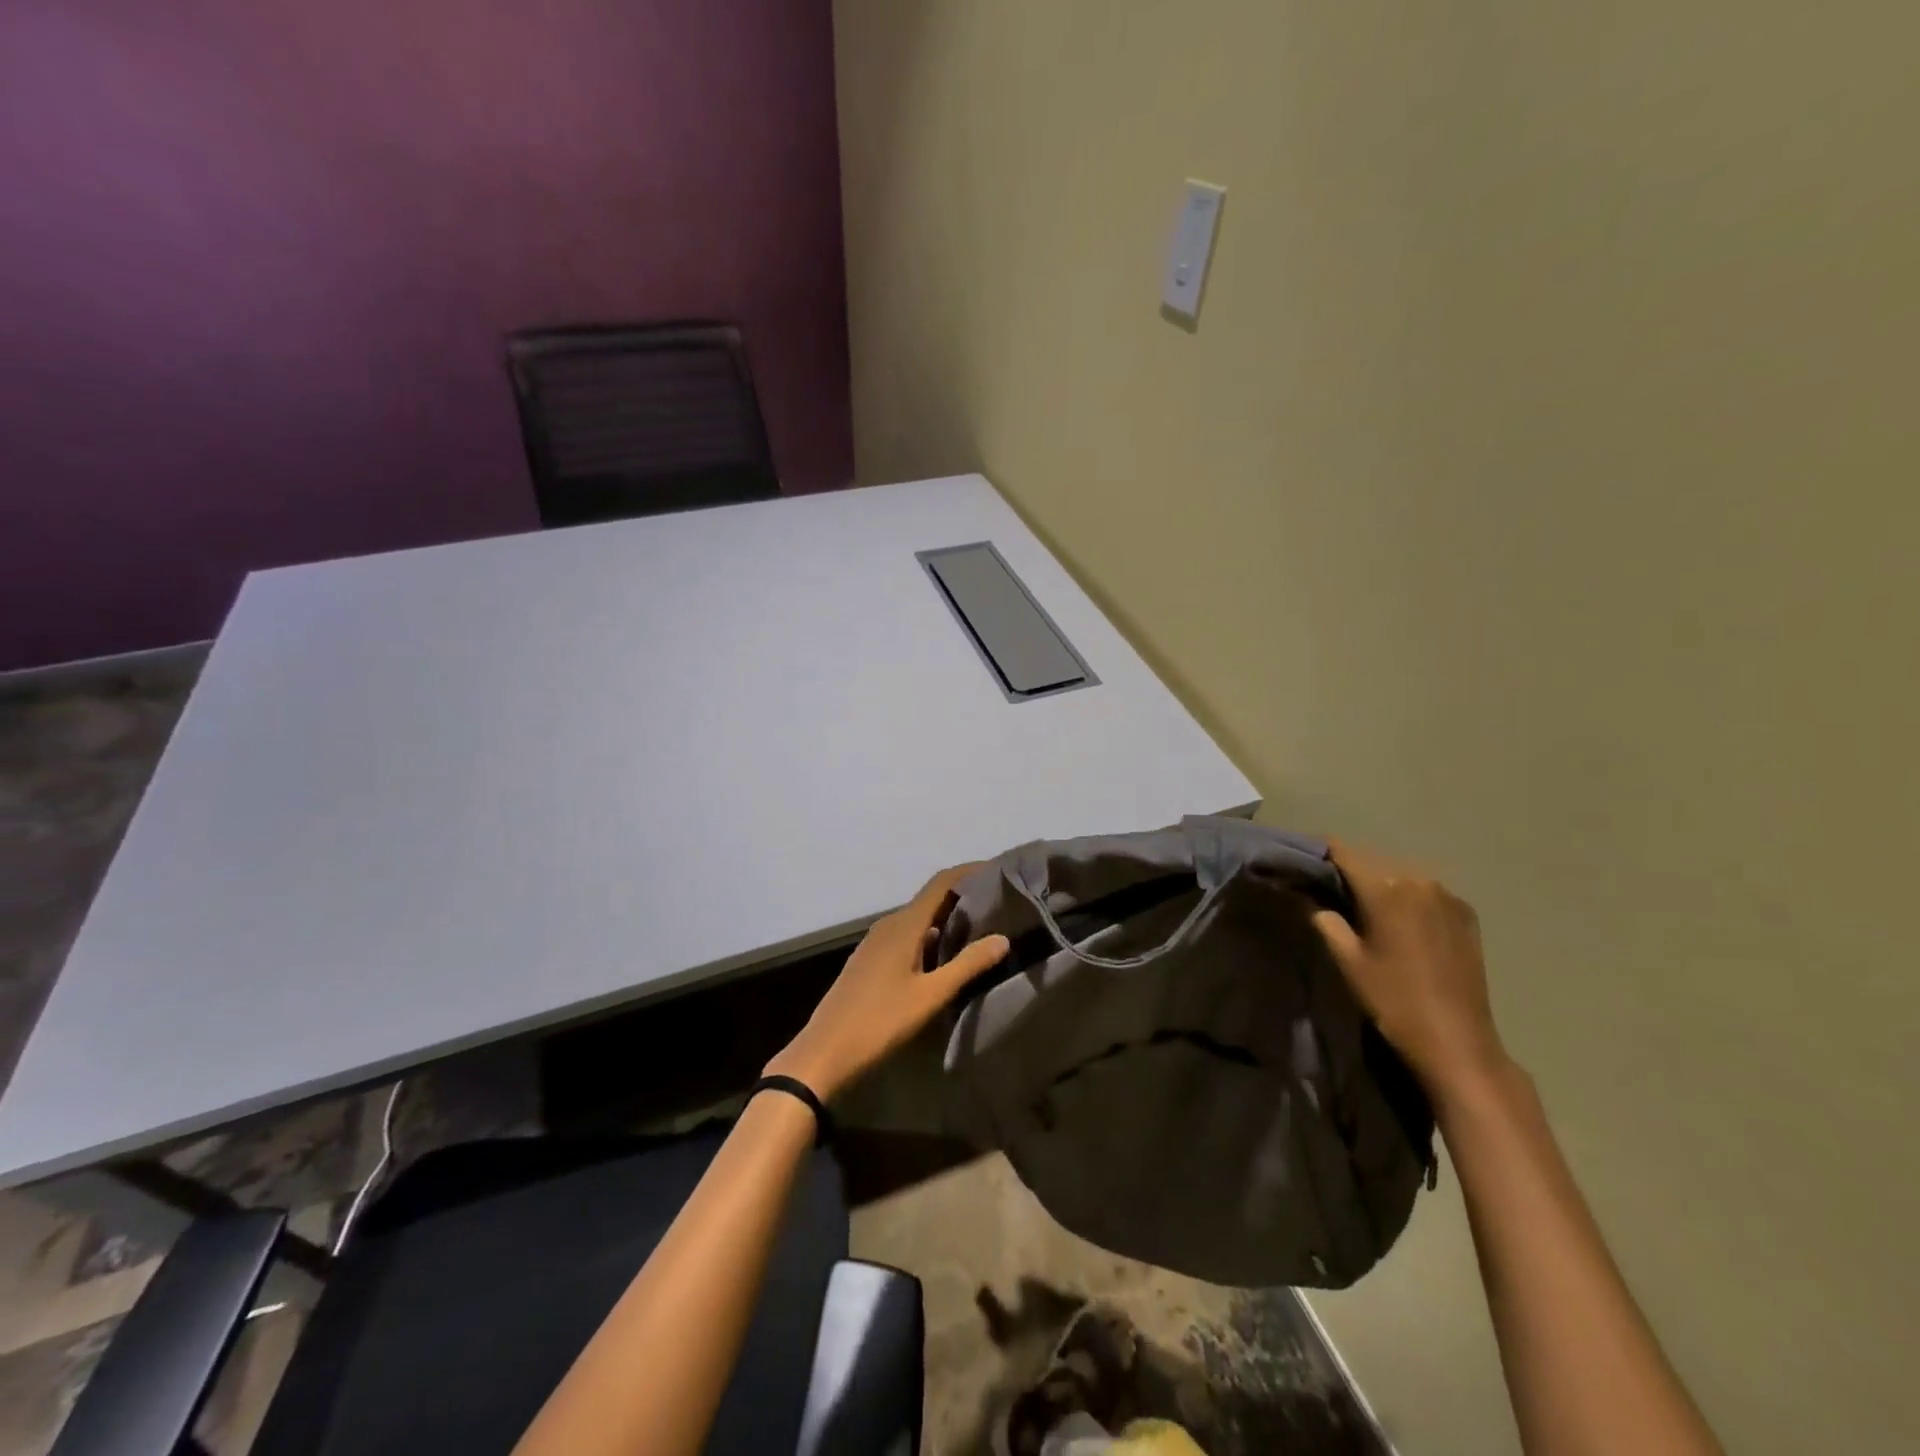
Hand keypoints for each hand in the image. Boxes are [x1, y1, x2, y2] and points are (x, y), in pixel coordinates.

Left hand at [764, 865, 1010, 1099]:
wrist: (825, 1052)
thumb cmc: (881, 1021)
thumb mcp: (931, 996)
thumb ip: (968, 965)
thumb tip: (1003, 937)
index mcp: (904, 924)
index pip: (941, 883)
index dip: (970, 871)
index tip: (999, 871)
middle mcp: (889, 925)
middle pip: (931, 899)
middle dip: (964, 896)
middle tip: (1000, 904)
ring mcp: (877, 943)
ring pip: (919, 920)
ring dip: (948, 919)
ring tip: (981, 929)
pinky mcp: (871, 961)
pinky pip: (907, 937)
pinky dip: (931, 938)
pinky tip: (946, 958)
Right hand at [1309, 840, 1510, 1106]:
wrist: (1458, 1043)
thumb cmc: (1394, 1000)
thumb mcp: (1347, 961)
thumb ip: (1325, 920)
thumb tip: (1310, 897)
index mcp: (1386, 888)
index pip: (1343, 852)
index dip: (1319, 852)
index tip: (1300, 861)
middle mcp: (1419, 881)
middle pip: (1373, 862)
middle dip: (1349, 872)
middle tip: (1327, 890)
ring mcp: (1448, 896)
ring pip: (1401, 876)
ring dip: (1380, 885)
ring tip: (1363, 907)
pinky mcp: (1466, 915)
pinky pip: (1426, 893)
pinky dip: (1408, 898)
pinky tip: (1400, 922)